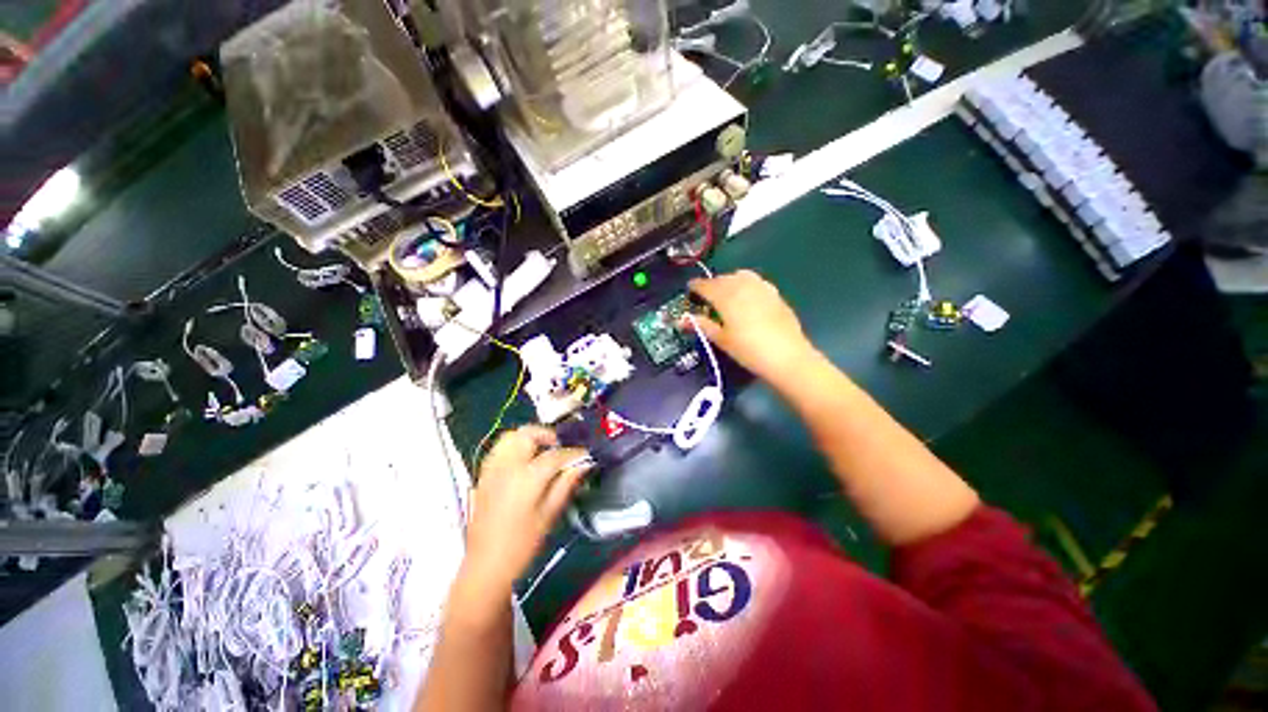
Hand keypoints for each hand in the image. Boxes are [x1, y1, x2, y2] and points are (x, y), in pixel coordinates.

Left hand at [463, 426, 592, 594]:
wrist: (486, 566)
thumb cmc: (522, 544)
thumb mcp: (549, 514)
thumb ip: (566, 483)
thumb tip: (584, 464)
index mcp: (526, 477)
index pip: (555, 454)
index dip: (574, 453)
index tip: (586, 455)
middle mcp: (507, 465)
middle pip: (528, 434)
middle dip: (548, 435)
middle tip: (561, 448)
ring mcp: (491, 469)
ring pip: (511, 436)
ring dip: (529, 438)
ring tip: (542, 451)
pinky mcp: (483, 476)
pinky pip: (499, 448)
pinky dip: (514, 446)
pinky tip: (523, 462)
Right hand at [685, 270, 817, 383]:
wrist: (787, 356)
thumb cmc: (748, 350)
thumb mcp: (722, 339)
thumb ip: (702, 325)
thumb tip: (681, 320)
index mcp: (726, 296)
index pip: (706, 285)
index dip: (696, 286)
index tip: (689, 289)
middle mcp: (743, 286)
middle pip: (722, 278)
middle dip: (712, 284)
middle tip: (705, 296)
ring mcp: (761, 287)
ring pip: (740, 275)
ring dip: (729, 281)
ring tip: (725, 294)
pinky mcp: (774, 293)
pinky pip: (755, 281)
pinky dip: (745, 284)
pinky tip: (746, 297)